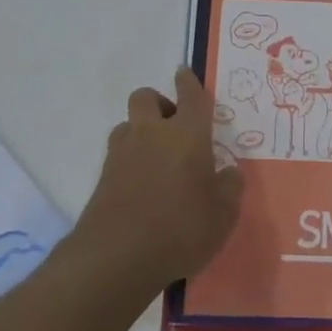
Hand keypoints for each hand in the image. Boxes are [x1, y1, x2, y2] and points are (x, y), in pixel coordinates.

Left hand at [74, 69, 244, 295]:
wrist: (117, 258)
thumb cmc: (180, 229)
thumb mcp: (223, 215)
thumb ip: (229, 188)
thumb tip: (229, 172)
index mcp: (187, 134)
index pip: (190, 96)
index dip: (188, 82)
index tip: (184, 73)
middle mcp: (152, 134)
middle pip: (146, 97)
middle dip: (159, 103)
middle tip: (173, 127)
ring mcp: (122, 154)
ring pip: (128, 124)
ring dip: (140, 131)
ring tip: (156, 159)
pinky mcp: (102, 178)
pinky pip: (118, 155)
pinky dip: (129, 160)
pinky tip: (141, 186)